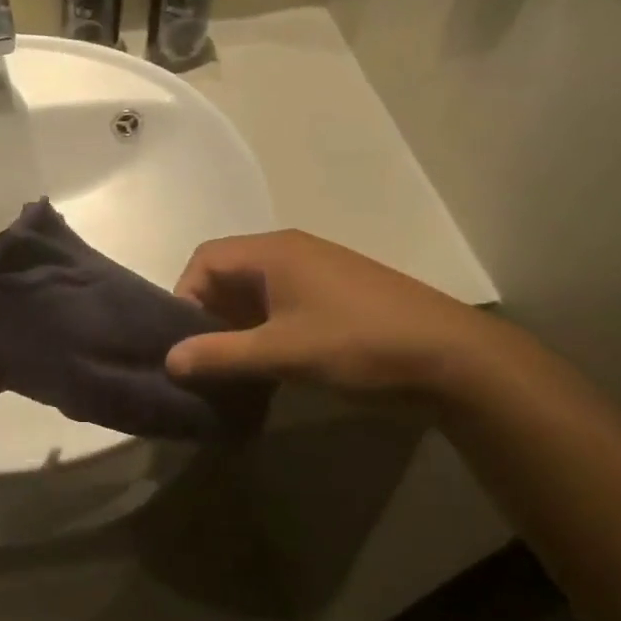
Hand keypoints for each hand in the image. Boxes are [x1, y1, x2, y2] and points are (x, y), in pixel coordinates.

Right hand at [166, 231, 497, 398]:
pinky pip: (281, 305)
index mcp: (274, 252)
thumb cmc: (357, 343)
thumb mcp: (281, 352)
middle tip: (204, 358)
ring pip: (255, 293)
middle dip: (208, 315)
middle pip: (228, 274)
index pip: (205, 259)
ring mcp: (317, 273)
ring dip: (236, 326)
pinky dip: (264, 331)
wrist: (450, 356)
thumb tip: (170, 360)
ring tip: (232, 368)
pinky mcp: (335, 296)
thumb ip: (220, 355)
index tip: (184, 340)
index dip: (184, 295)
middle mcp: (291, 253)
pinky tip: (268, 366)